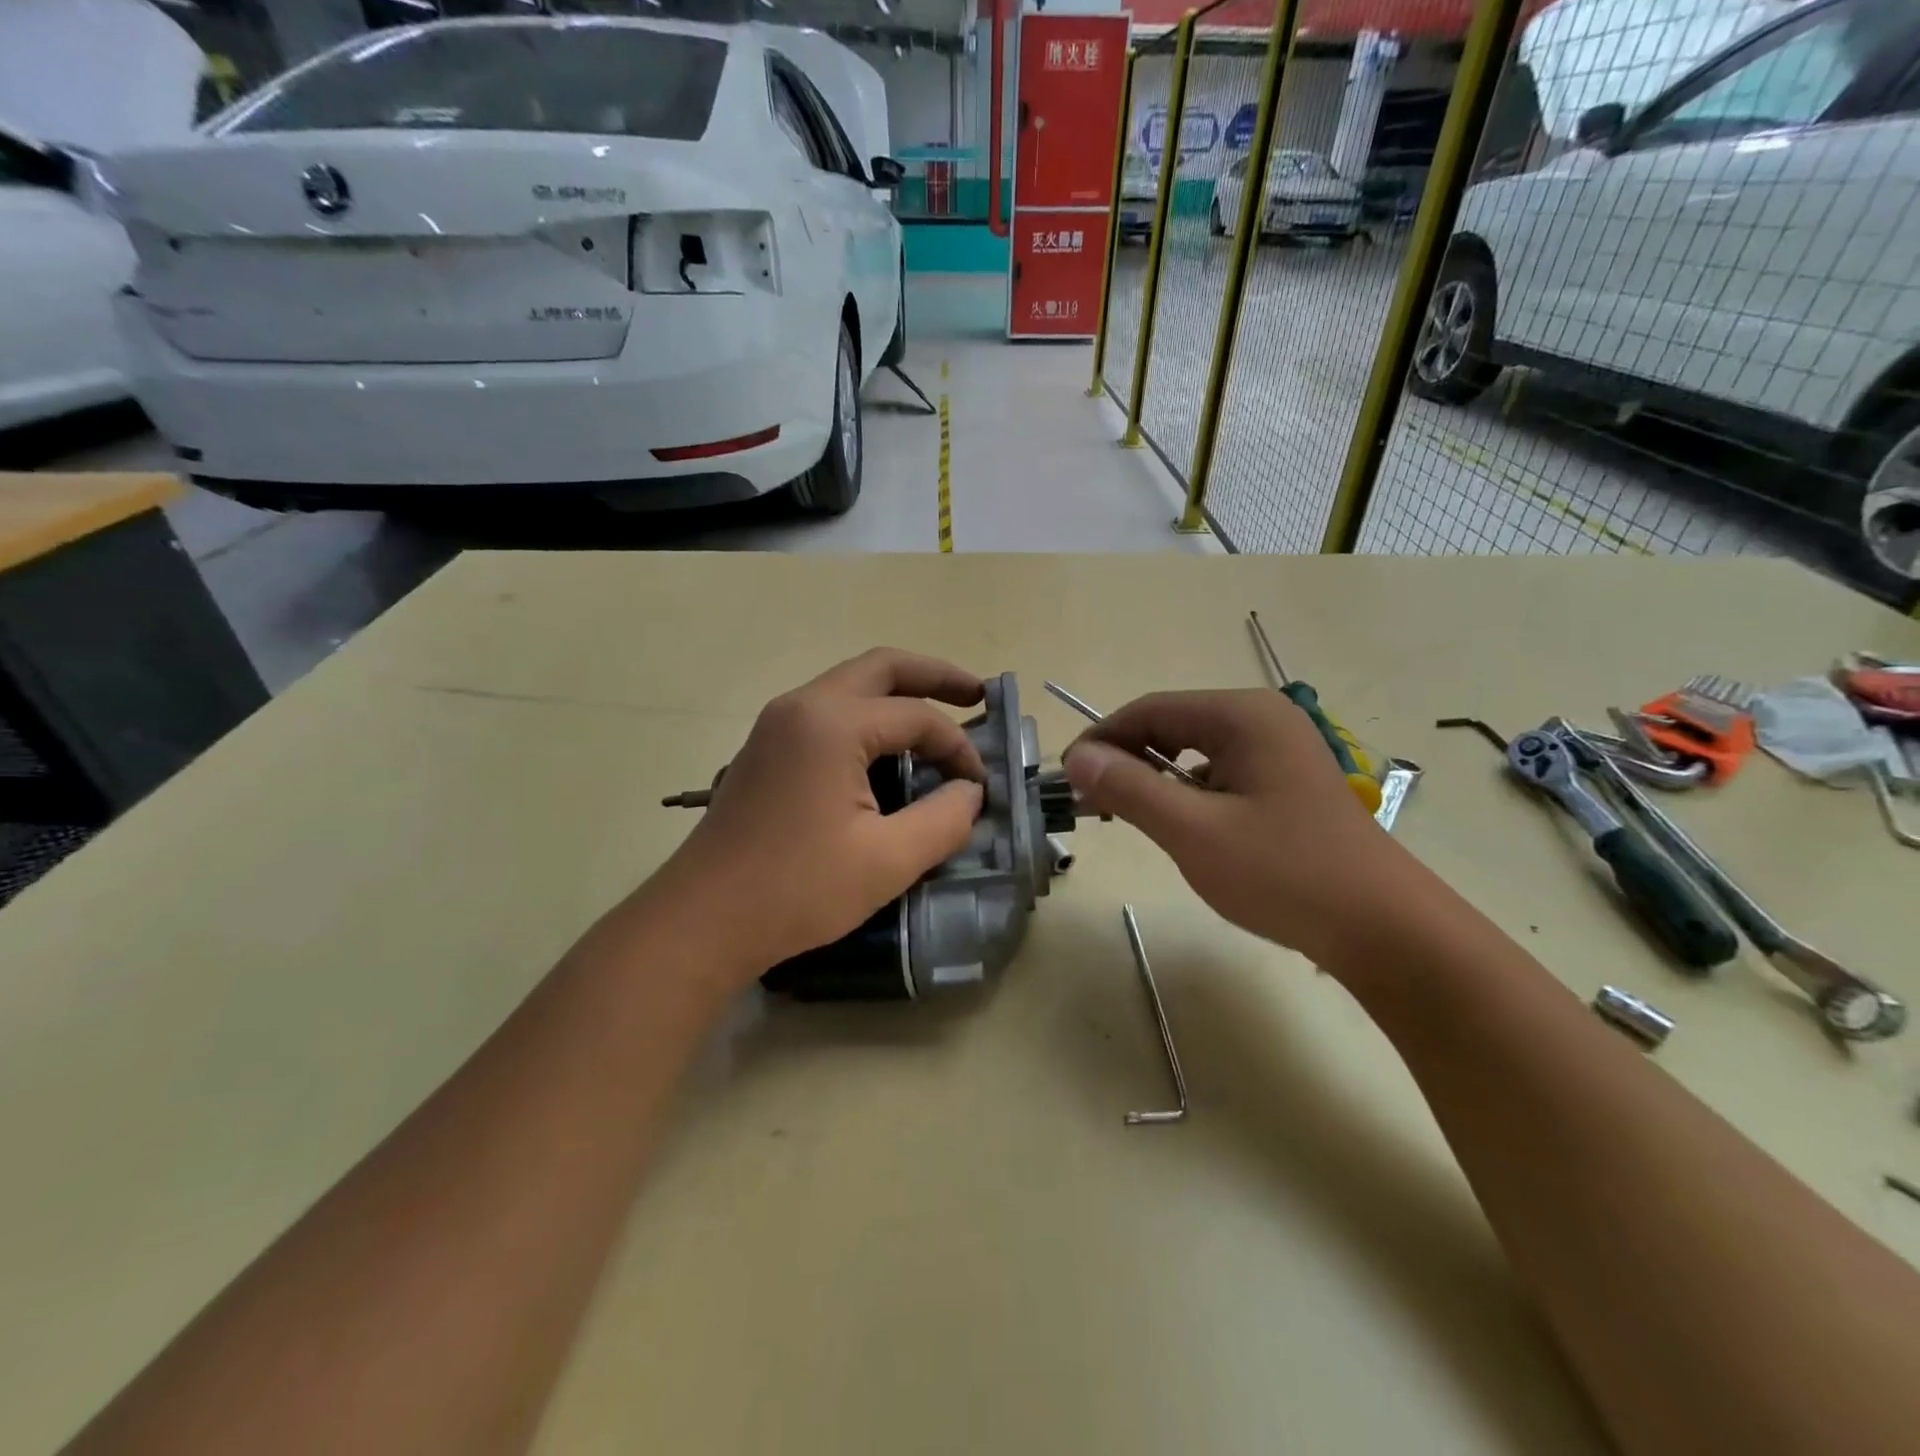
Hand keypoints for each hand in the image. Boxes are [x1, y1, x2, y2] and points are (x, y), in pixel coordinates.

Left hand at [639, 649, 986, 989]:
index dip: (958, 746)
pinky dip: (868, 717)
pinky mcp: (766, 748)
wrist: (702, 920)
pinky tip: (888, 750)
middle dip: (934, 676)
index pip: (916, 716)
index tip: (980, 786)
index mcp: (832, 724)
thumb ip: (944, 819)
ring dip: (898, 693)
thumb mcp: (888, 860)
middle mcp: (802, 706)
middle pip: (881, 668)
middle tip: (977, 694)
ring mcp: (777, 724)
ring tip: (938, 716)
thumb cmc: (797, 890)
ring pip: (851, 686)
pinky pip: (828, 712)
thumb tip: (970, 791)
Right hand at [1064, 690, 1404, 962]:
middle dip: (1126, 759)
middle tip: (1090, 801)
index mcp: (1242, 715)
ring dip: (1154, 778)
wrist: (1384, 929)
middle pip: (1172, 725)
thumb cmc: (1284, 873)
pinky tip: (1178, 827)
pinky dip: (1187, 794)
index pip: (1149, 709)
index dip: (1101, 740)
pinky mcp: (1287, 782)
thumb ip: (1130, 788)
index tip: (1066, 777)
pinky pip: (1219, 774)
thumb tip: (1077, 757)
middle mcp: (1262, 719)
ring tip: (1125, 816)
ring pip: (1194, 751)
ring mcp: (1280, 750)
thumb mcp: (1193, 831)